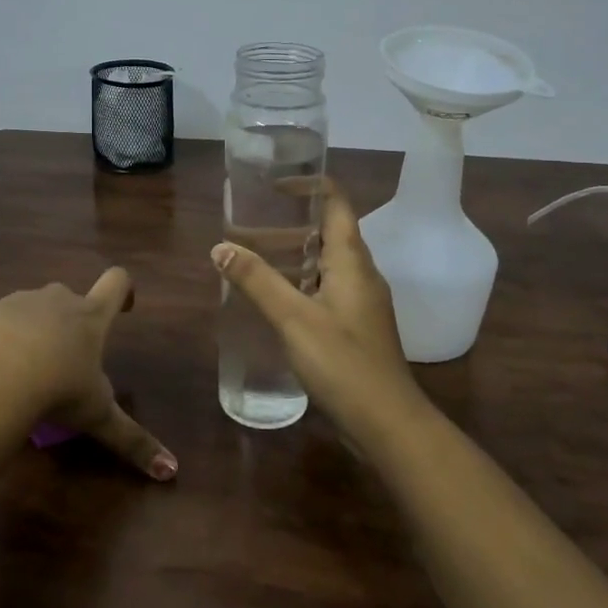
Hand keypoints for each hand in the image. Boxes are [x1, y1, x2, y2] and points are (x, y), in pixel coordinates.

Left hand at [0, 269, 177, 481]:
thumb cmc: (57, 392)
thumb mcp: (98, 418)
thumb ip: (133, 440)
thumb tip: (171, 470)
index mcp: (90, 317)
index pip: (117, 282)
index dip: (123, 290)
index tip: (123, 308)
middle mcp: (57, 299)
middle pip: (71, 298)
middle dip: (70, 322)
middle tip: (66, 361)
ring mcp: (18, 302)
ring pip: (32, 309)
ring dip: (34, 330)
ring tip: (25, 370)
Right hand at [212, 177, 413, 418]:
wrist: (387, 423)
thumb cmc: (343, 362)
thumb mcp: (294, 318)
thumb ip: (257, 281)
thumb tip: (220, 247)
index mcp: (352, 261)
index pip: (337, 203)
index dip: (310, 185)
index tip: (274, 184)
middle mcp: (361, 275)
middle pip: (328, 232)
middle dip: (291, 222)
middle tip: (250, 221)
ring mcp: (361, 303)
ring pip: (325, 264)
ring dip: (292, 255)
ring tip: (252, 255)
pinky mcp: (355, 328)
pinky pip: (325, 290)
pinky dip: (299, 282)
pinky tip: (274, 299)